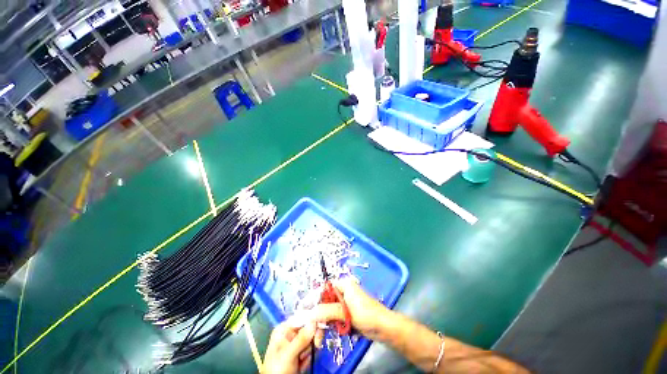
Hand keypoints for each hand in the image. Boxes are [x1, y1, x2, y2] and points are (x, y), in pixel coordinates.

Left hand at [262, 321, 315, 373]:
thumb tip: (314, 322)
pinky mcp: (300, 354)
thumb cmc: (277, 370)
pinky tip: (302, 365)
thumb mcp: (288, 354)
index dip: (313, 319)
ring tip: (302, 361)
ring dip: (310, 350)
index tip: (322, 324)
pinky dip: (309, 357)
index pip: (302, 317)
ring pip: (311, 340)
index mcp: (284, 329)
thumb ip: (301, 339)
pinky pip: (311, 350)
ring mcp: (296, 344)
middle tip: (316, 345)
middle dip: (312, 338)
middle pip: (308, 328)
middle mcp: (290, 334)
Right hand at [311, 277, 392, 340]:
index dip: (315, 298)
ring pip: (330, 311)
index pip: (325, 288)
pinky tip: (330, 332)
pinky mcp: (348, 314)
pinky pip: (336, 318)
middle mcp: (344, 292)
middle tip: (312, 327)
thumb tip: (310, 312)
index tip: (305, 309)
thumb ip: (327, 311)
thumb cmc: (366, 314)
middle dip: (319, 314)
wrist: (383, 327)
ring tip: (319, 335)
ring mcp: (346, 303)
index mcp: (344, 285)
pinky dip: (332, 325)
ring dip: (325, 322)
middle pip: (326, 301)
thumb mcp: (345, 312)